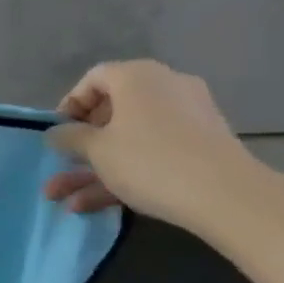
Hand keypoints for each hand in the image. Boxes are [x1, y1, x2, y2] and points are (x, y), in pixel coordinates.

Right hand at [42, 59, 262, 234]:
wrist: (228, 195)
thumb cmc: (150, 161)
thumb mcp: (97, 150)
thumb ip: (70, 138)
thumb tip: (55, 132)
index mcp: (136, 76)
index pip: (94, 79)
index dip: (69, 105)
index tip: (58, 134)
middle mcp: (164, 87)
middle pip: (113, 111)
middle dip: (81, 145)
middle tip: (64, 165)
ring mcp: (187, 117)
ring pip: (131, 139)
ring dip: (96, 168)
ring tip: (65, 199)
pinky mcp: (202, 146)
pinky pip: (155, 152)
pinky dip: (127, 172)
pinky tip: (95, 205)